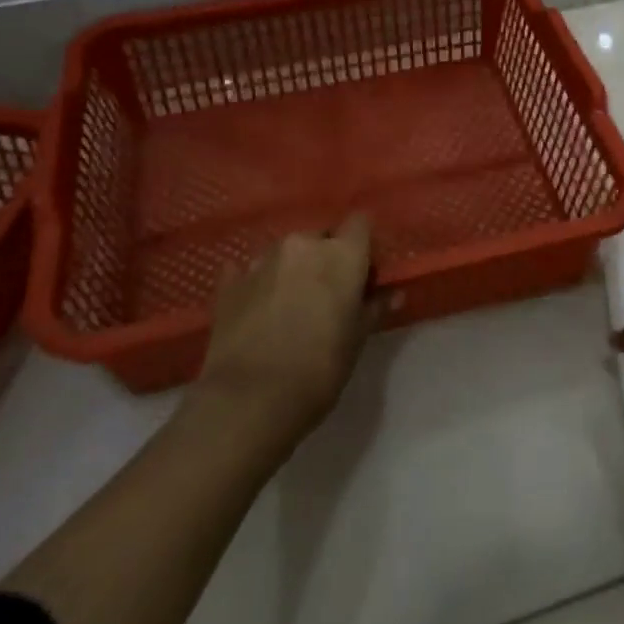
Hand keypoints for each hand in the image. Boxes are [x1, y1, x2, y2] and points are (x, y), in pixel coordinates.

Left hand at [198, 213, 379, 443]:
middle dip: (325, 257)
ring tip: (290, 305)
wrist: (248, 400)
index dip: (362, 244)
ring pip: (285, 252)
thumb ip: (374, 308)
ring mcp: (262, 259)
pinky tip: (257, 307)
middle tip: (327, 294)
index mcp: (341, 254)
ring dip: (292, 269)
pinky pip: (249, 271)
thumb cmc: (318, 369)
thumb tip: (394, 293)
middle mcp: (302, 244)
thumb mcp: (356, 341)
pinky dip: (257, 283)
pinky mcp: (229, 282)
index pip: (360, 223)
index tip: (362, 271)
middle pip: (321, 236)